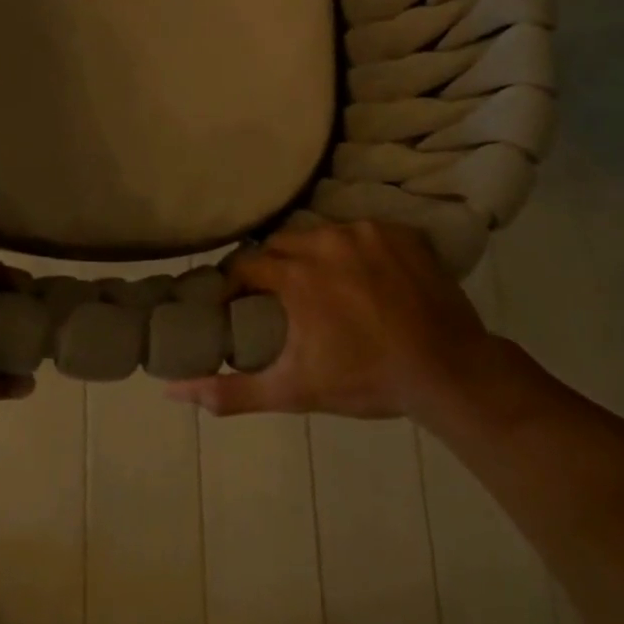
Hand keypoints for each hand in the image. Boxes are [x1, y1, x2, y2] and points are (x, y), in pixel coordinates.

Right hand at [165, 220, 516, 423]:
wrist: (450, 372)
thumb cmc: (366, 380)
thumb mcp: (293, 391)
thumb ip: (231, 391)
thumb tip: (173, 391)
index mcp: (295, 275)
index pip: (244, 265)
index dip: (236, 284)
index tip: (240, 305)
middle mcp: (324, 241)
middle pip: (280, 245)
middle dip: (274, 269)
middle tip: (281, 299)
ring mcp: (366, 232)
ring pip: (320, 235)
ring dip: (313, 256)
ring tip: (324, 288)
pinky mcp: (399, 232)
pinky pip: (360, 233)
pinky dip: (354, 251)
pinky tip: (365, 279)